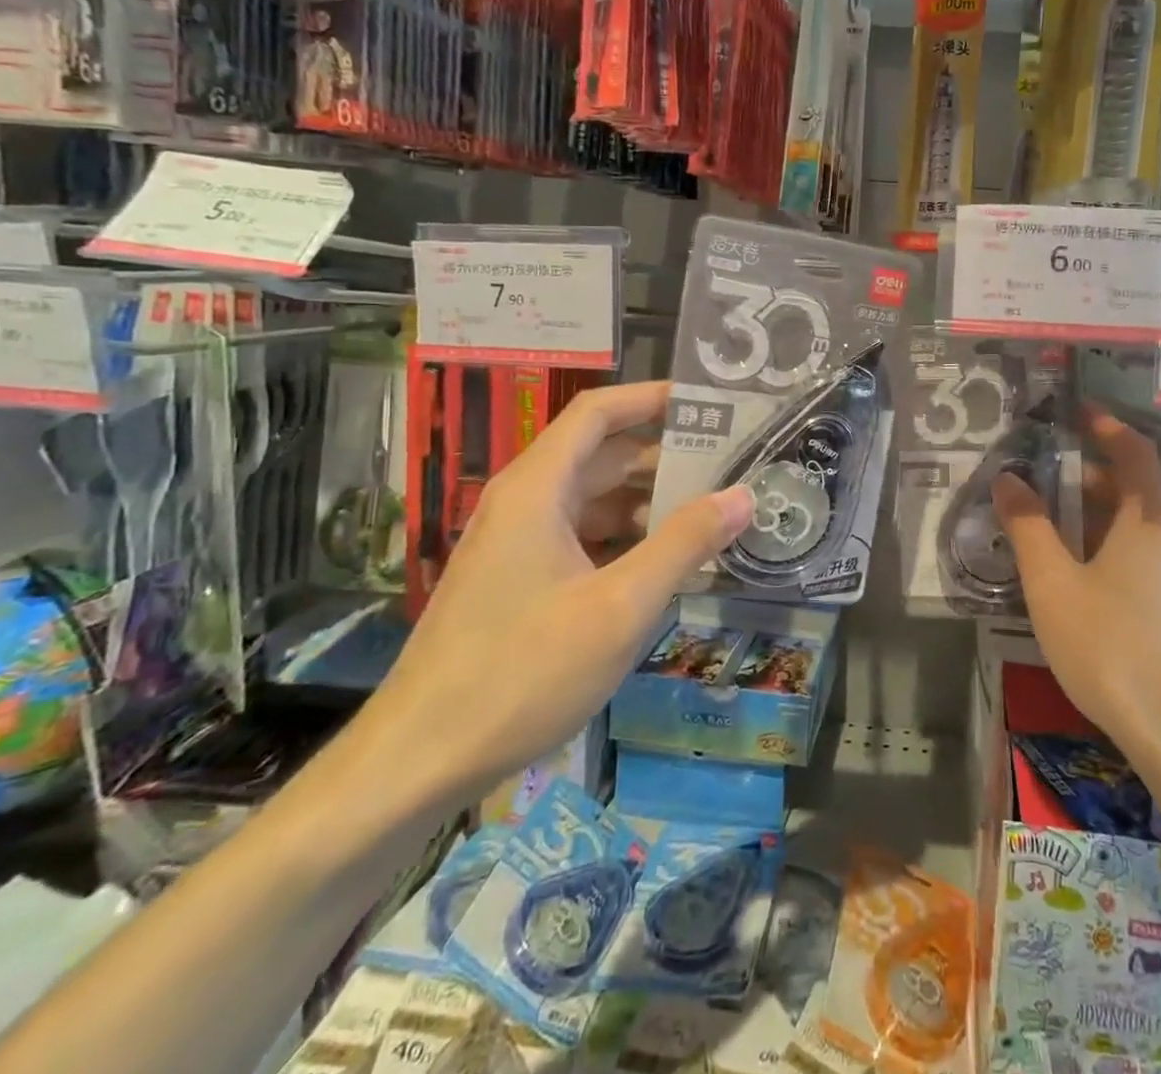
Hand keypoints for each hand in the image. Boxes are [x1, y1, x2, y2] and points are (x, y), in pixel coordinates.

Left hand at [369, 381, 754, 810]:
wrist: (417, 761)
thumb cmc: (522, 672)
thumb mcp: (620, 606)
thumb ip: (685, 543)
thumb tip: (743, 494)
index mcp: (537, 488)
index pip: (598, 412)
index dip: (651, 398)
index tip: (708, 403)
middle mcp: (523, 502)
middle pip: (600, 454)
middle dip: (664, 455)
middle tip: (729, 463)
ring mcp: (516, 543)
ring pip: (592, 499)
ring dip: (647, 501)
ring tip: (711, 512)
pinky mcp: (516, 580)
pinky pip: (580, 537)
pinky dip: (625, 538)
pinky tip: (665, 563)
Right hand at [992, 406, 1160, 769]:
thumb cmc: (1110, 646)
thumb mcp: (1053, 583)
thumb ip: (1028, 526)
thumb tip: (1008, 479)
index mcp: (1149, 522)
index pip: (1136, 452)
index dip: (1107, 427)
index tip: (1074, 413)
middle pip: (1134, 488)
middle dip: (1088, 474)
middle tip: (1040, 474)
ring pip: (1134, 526)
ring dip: (1093, 513)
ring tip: (1045, 522)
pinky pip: (1138, 555)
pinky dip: (1104, 544)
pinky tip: (1072, 573)